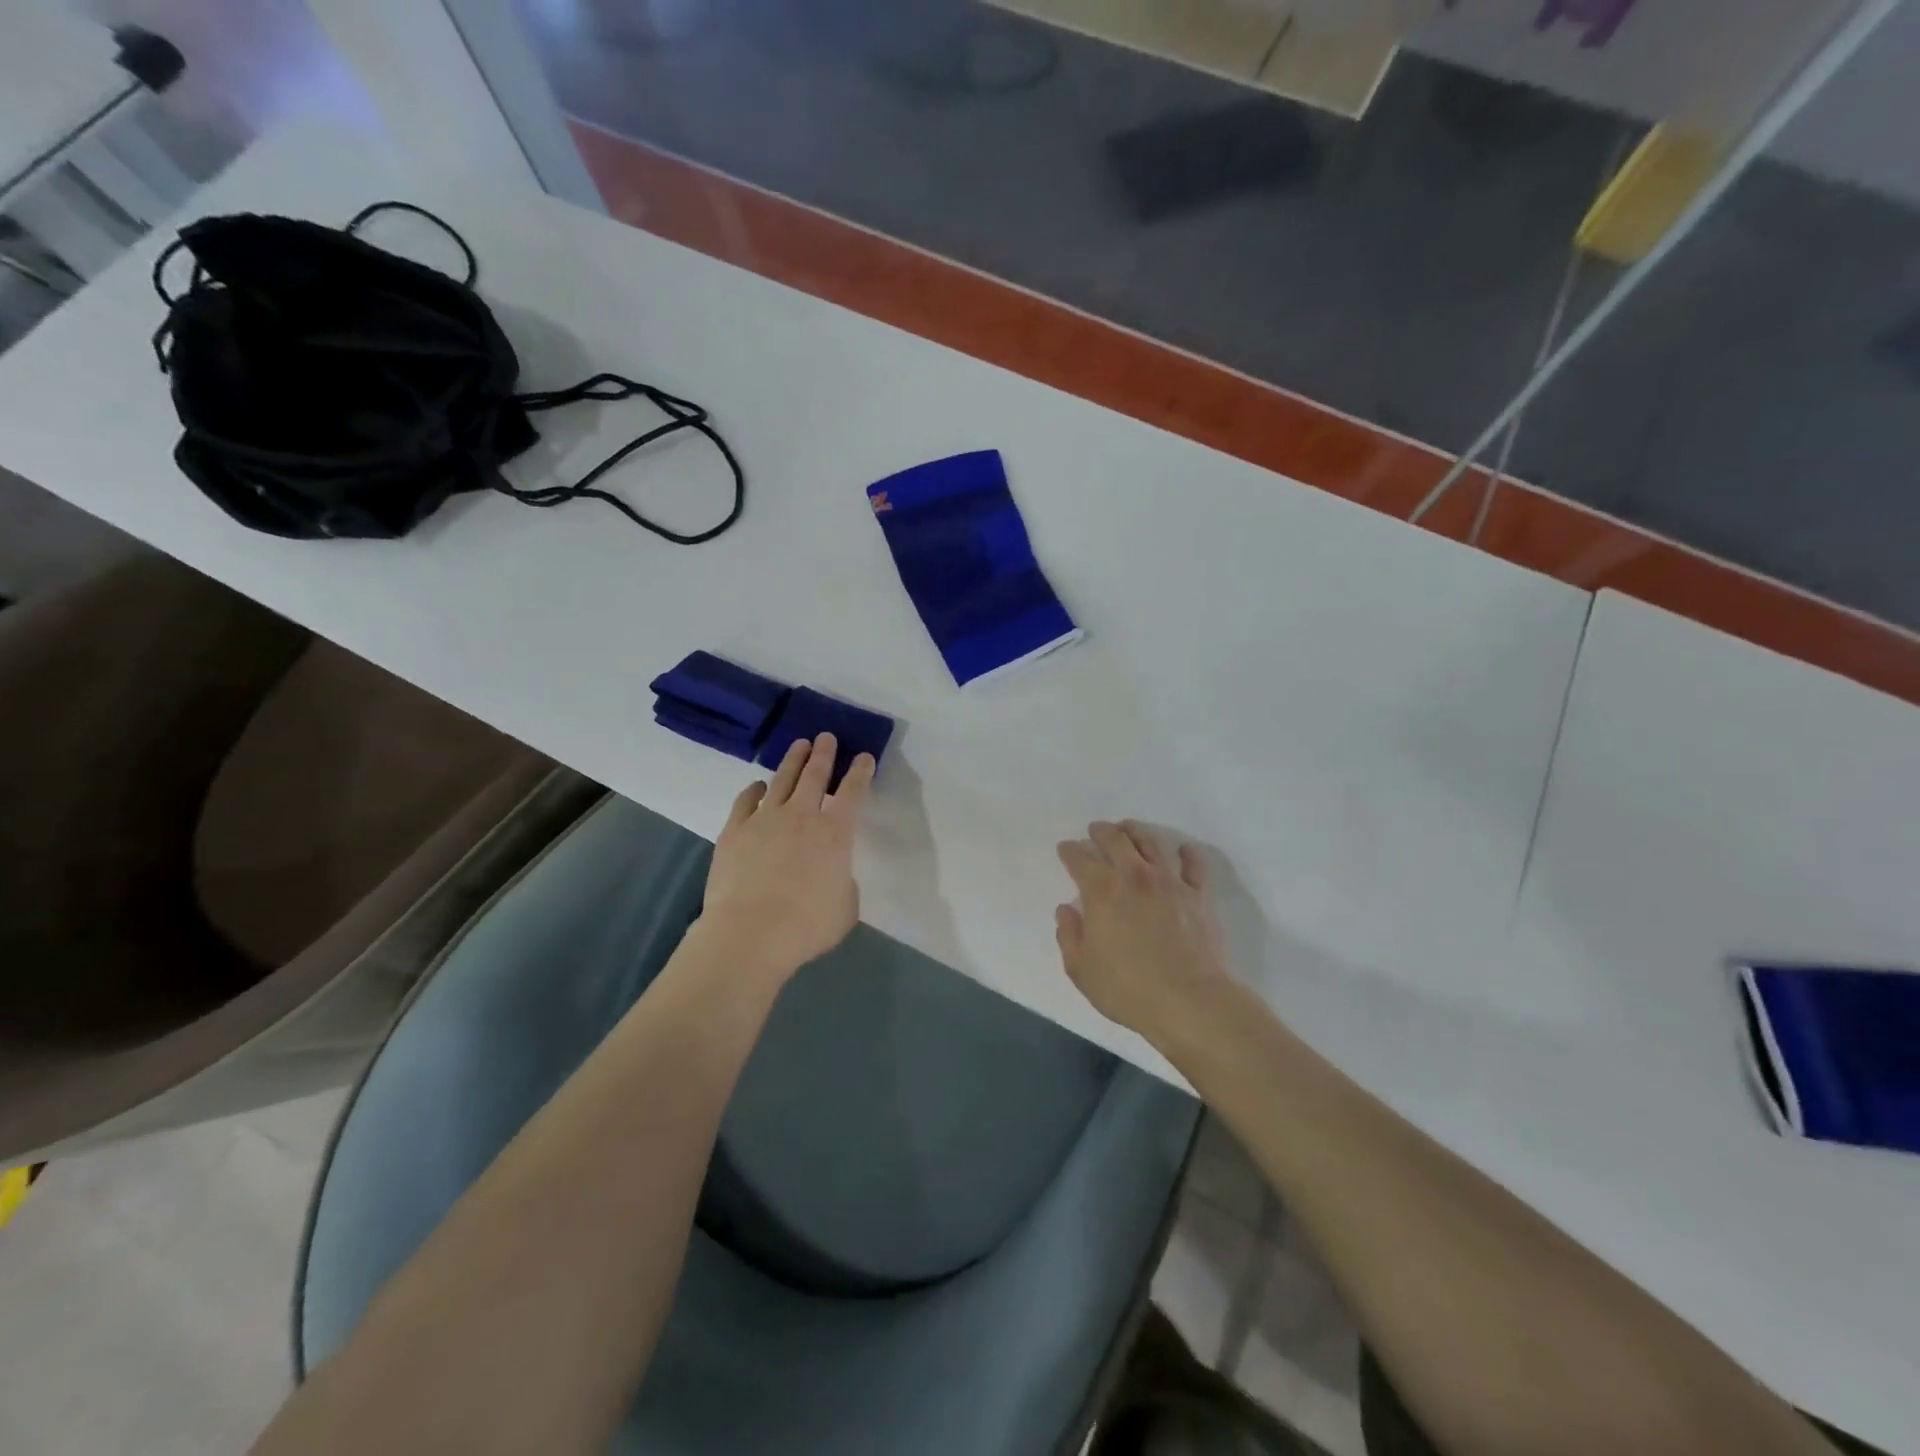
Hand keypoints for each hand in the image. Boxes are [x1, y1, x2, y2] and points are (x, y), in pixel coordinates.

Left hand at [698, 733, 874, 981]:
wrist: (749, 934)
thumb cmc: (806, 926)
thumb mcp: (845, 908)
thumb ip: (843, 883)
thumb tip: (833, 874)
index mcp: (835, 834)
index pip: (853, 793)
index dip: (861, 772)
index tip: (864, 756)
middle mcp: (802, 817)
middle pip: (815, 775)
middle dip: (824, 753)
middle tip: (826, 737)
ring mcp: (765, 820)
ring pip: (782, 780)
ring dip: (793, 761)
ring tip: (799, 745)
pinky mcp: (734, 831)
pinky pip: (746, 801)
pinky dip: (754, 790)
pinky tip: (757, 786)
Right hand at [1056, 820, 1233, 1048]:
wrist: (1189, 1001)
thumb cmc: (1128, 989)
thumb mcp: (1081, 970)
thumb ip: (1069, 936)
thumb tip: (1066, 910)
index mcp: (1101, 892)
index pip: (1079, 860)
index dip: (1069, 851)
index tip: (1065, 848)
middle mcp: (1134, 877)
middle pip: (1115, 840)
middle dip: (1101, 831)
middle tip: (1096, 829)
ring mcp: (1169, 882)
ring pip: (1151, 842)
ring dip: (1136, 831)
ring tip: (1129, 828)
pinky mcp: (1197, 895)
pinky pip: (1193, 865)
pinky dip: (1186, 853)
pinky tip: (1183, 849)